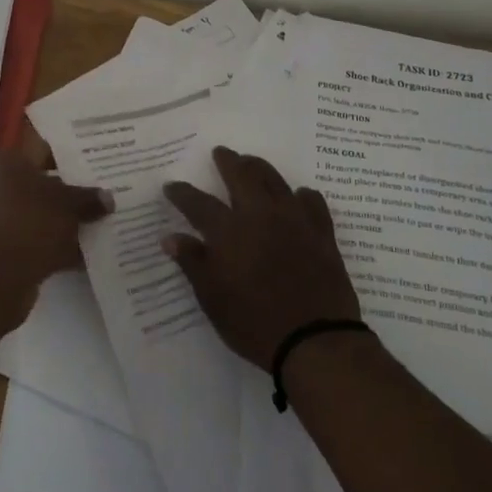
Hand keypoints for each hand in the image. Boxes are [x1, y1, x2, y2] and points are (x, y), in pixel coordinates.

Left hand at [0, 149, 112, 304]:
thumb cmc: (28, 222)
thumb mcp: (67, 204)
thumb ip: (88, 198)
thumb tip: (108, 199)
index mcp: (3, 163)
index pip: (42, 151)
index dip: (72, 157)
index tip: (97, 164)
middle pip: (41, 186)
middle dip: (72, 194)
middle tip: (105, 195)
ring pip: (40, 216)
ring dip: (66, 223)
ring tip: (102, 225)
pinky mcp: (0, 251)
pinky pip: (35, 241)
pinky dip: (57, 246)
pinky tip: (87, 254)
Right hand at [162, 147, 360, 368]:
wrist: (315, 339)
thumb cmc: (254, 323)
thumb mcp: (212, 299)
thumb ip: (193, 262)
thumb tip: (170, 236)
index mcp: (229, 231)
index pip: (198, 203)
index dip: (182, 193)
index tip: (172, 186)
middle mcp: (260, 215)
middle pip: (242, 176)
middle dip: (228, 161)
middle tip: (221, 152)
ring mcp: (294, 220)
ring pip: (275, 181)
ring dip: (260, 168)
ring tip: (252, 163)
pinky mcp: (322, 233)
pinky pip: (312, 202)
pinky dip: (301, 195)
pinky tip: (298, 196)